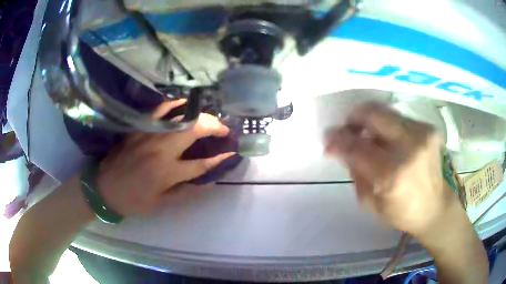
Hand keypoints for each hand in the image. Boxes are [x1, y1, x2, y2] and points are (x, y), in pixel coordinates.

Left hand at [96, 101, 233, 216]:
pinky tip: (183, 103)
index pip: (200, 164)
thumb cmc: (133, 200)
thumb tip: (202, 180)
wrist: (104, 189)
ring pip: (180, 118)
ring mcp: (149, 136)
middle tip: (223, 129)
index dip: (218, 159)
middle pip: (194, 130)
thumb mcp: (160, 202)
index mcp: (166, 173)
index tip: (230, 152)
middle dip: (214, 127)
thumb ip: (182, 190)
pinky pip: (159, 111)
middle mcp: (160, 151)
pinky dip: (173, 104)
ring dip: (199, 116)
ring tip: (209, 118)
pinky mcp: (139, 129)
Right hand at [325, 103, 460, 238]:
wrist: (436, 207)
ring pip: (386, 112)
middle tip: (348, 129)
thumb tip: (341, 147)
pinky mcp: (430, 129)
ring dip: (371, 122)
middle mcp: (409, 147)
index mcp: (391, 175)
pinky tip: (390, 141)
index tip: (328, 138)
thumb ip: (355, 171)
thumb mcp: (370, 203)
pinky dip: (388, 127)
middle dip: (354, 118)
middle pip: (372, 114)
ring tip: (369, 137)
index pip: (356, 146)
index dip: (337, 139)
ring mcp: (422, 134)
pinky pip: (400, 119)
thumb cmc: (402, 212)